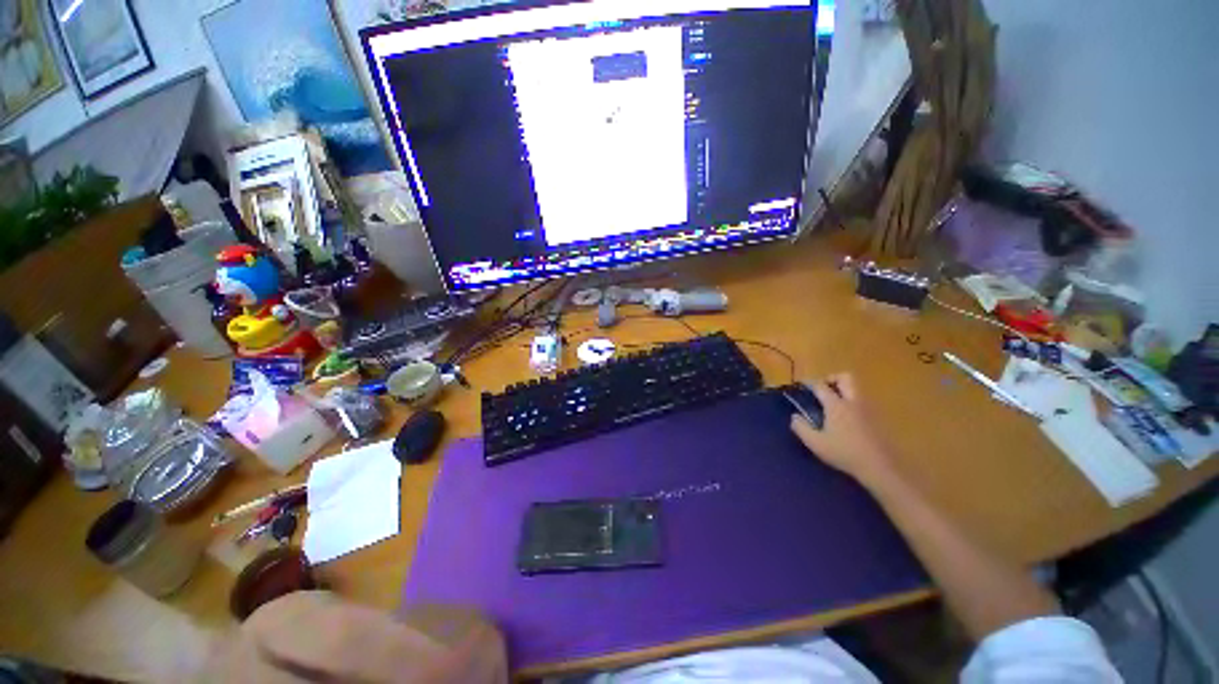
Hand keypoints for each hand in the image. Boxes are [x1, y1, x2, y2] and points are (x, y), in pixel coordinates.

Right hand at [789, 373, 895, 487]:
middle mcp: (853, 402)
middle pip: (845, 378)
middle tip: (823, 389)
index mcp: (836, 405)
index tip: (802, 386)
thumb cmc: (844, 453)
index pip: (820, 386)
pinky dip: (852, 402)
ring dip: (844, 390)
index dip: (809, 383)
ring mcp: (867, 409)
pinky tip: (846, 418)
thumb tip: (794, 417)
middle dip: (832, 378)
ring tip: (832, 404)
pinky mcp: (876, 419)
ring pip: (856, 389)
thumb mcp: (815, 443)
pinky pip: (862, 401)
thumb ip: (801, 428)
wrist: (879, 467)